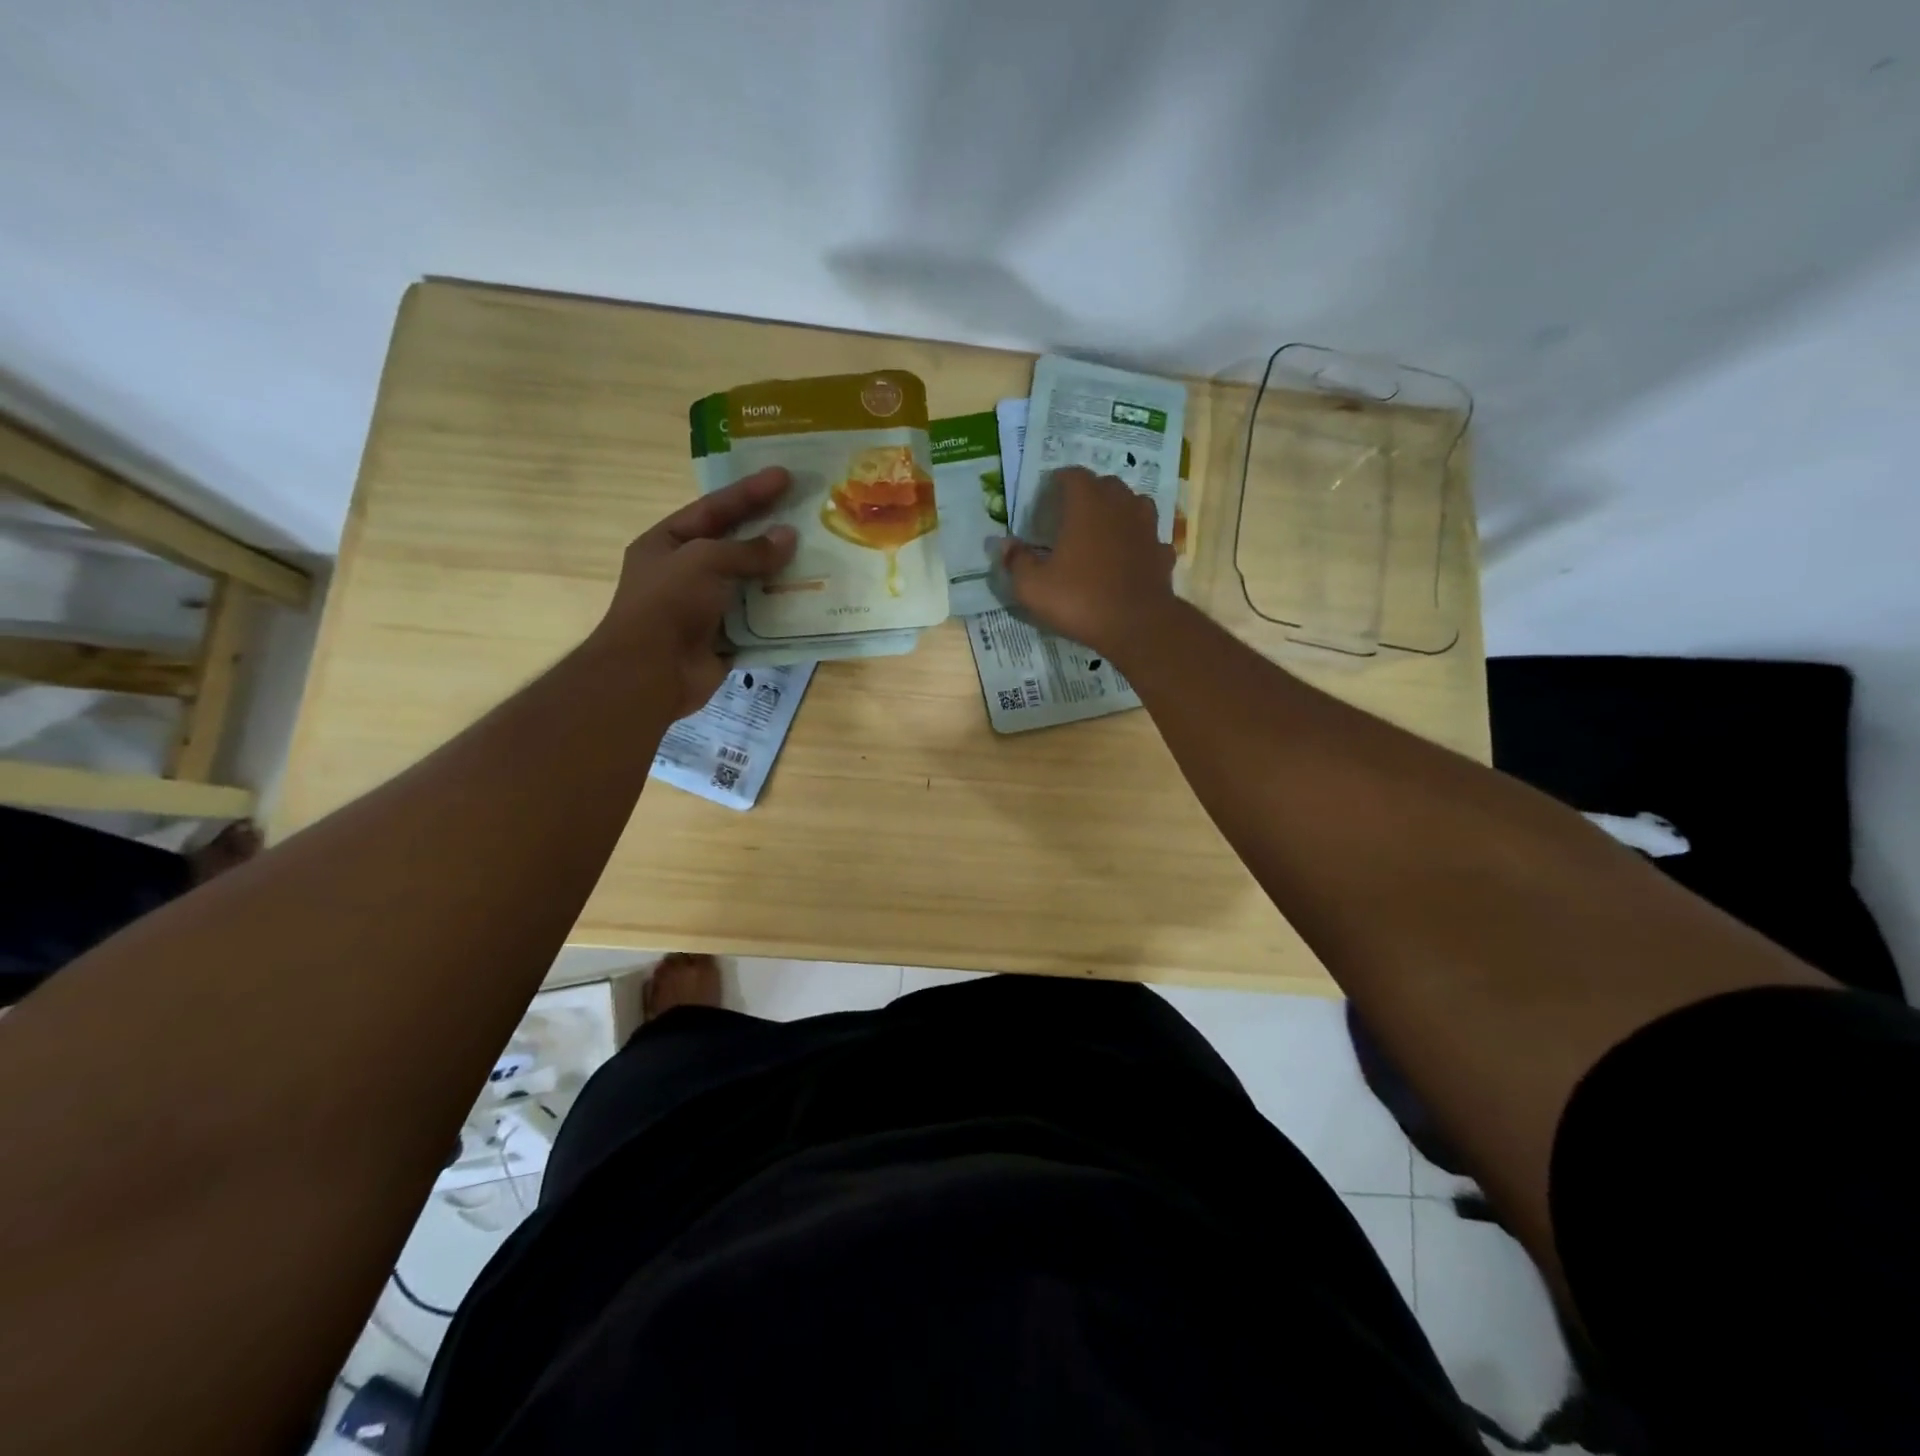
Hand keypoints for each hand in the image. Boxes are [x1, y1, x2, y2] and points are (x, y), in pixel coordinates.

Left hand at [595, 466, 796, 719]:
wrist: (651, 673)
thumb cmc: (669, 604)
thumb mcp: (705, 561)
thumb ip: (748, 549)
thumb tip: (789, 538)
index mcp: (668, 544)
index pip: (714, 509)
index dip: (749, 492)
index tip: (785, 476)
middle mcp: (685, 573)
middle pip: (734, 546)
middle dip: (769, 533)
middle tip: (807, 516)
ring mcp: (705, 608)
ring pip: (750, 584)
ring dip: (780, 574)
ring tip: (818, 558)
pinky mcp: (724, 639)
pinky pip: (758, 621)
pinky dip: (780, 613)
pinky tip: (809, 602)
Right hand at [999, 467, 1176, 656]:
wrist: (1136, 626)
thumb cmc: (1080, 599)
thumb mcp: (1033, 586)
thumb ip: (1016, 561)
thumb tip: (1005, 544)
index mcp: (1087, 504)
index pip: (1073, 475)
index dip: (1058, 482)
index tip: (1047, 498)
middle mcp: (1120, 506)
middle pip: (1106, 485)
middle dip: (1089, 494)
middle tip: (1072, 515)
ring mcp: (1147, 528)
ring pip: (1134, 505)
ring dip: (1119, 512)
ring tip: (1103, 530)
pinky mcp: (1162, 552)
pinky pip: (1149, 538)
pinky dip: (1138, 543)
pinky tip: (1129, 558)